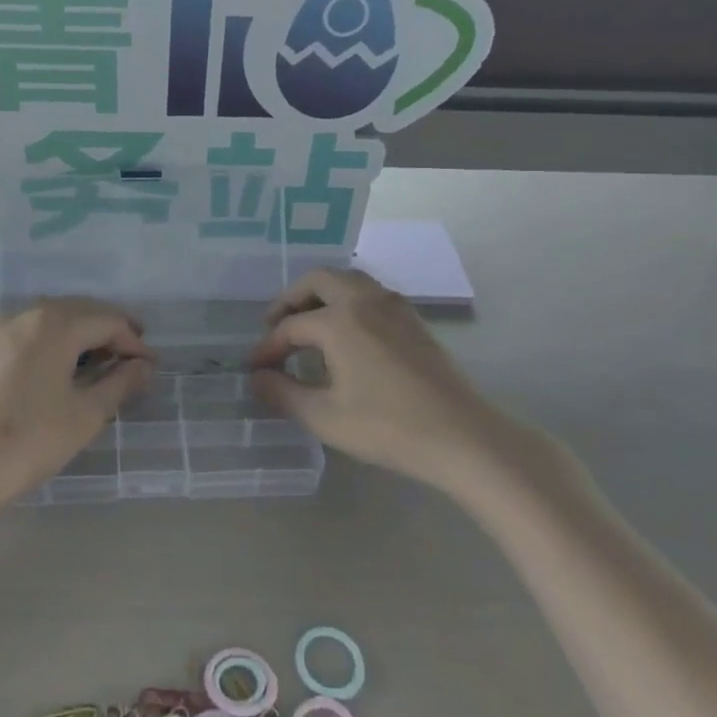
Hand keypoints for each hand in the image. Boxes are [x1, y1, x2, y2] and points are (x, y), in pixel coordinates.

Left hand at [0, 299, 152, 512]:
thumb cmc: (28, 441)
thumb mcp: (85, 416)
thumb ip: (120, 384)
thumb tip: (143, 366)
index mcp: (54, 324)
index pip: (107, 321)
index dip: (133, 341)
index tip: (150, 367)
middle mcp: (26, 314)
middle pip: (79, 311)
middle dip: (109, 330)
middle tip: (132, 357)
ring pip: (52, 319)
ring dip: (81, 333)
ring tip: (100, 362)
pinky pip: (29, 332)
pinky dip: (53, 341)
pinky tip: (60, 367)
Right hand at [249, 268, 502, 490]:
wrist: (461, 436)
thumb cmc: (387, 427)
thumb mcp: (325, 416)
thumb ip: (283, 393)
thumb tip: (257, 378)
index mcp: (339, 320)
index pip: (290, 326)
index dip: (268, 347)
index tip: (255, 368)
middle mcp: (364, 301)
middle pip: (318, 281)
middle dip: (291, 299)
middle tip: (275, 326)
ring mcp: (393, 306)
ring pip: (348, 280)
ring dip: (321, 294)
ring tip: (308, 324)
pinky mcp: (413, 320)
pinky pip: (370, 293)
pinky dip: (347, 300)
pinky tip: (346, 332)